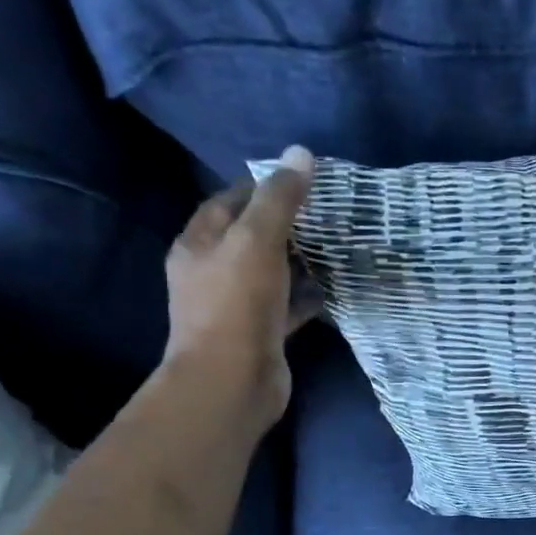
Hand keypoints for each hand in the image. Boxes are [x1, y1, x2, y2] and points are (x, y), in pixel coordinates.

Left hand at [163, 146, 317, 427]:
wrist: (233, 381)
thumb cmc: (237, 304)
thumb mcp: (258, 240)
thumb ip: (280, 199)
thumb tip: (301, 153)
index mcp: (199, 244)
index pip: (228, 202)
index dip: (260, 186)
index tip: (300, 180)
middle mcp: (212, 272)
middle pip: (250, 237)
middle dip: (285, 223)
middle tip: (326, 211)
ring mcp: (237, 306)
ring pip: (271, 272)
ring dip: (299, 260)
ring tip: (336, 243)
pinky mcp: (261, 333)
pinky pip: (287, 305)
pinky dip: (308, 295)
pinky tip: (335, 287)